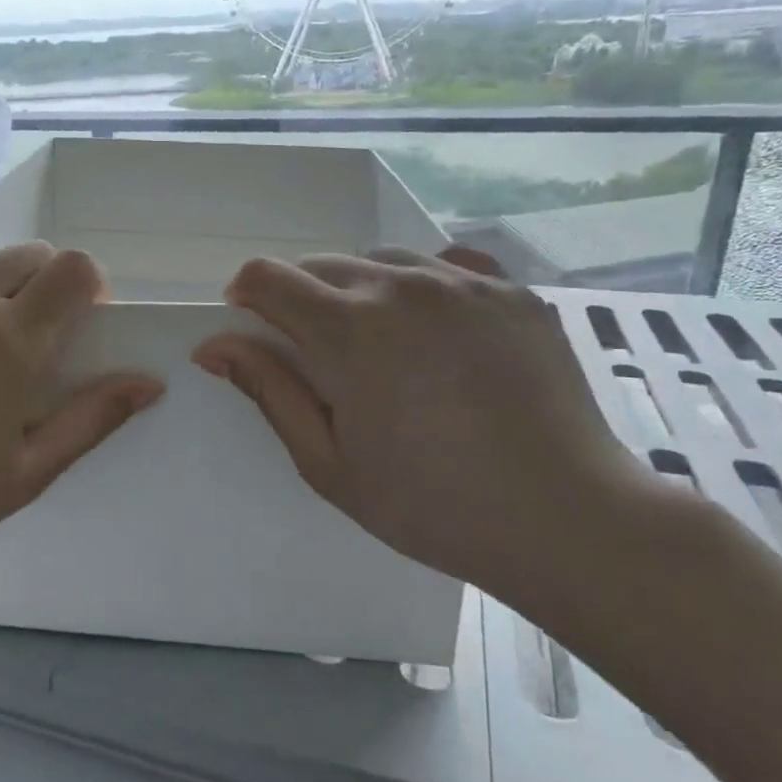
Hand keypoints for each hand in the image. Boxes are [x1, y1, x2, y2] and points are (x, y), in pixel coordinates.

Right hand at [192, 246, 664, 606]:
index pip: (266, 277)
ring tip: (385, 348)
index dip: (246, 296)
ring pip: (381, 261)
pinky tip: (438, 336)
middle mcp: (400, 285)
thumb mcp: (328, 462)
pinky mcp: (510, 291)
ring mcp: (462, 283)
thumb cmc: (431, 504)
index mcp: (347, 329)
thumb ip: (268, 391)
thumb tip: (213, 344)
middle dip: (301, 297)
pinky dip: (421, 290)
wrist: (569, 520)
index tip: (254, 329)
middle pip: (320, 264)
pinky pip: (444, 267)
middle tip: (322, 357)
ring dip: (361, 291)